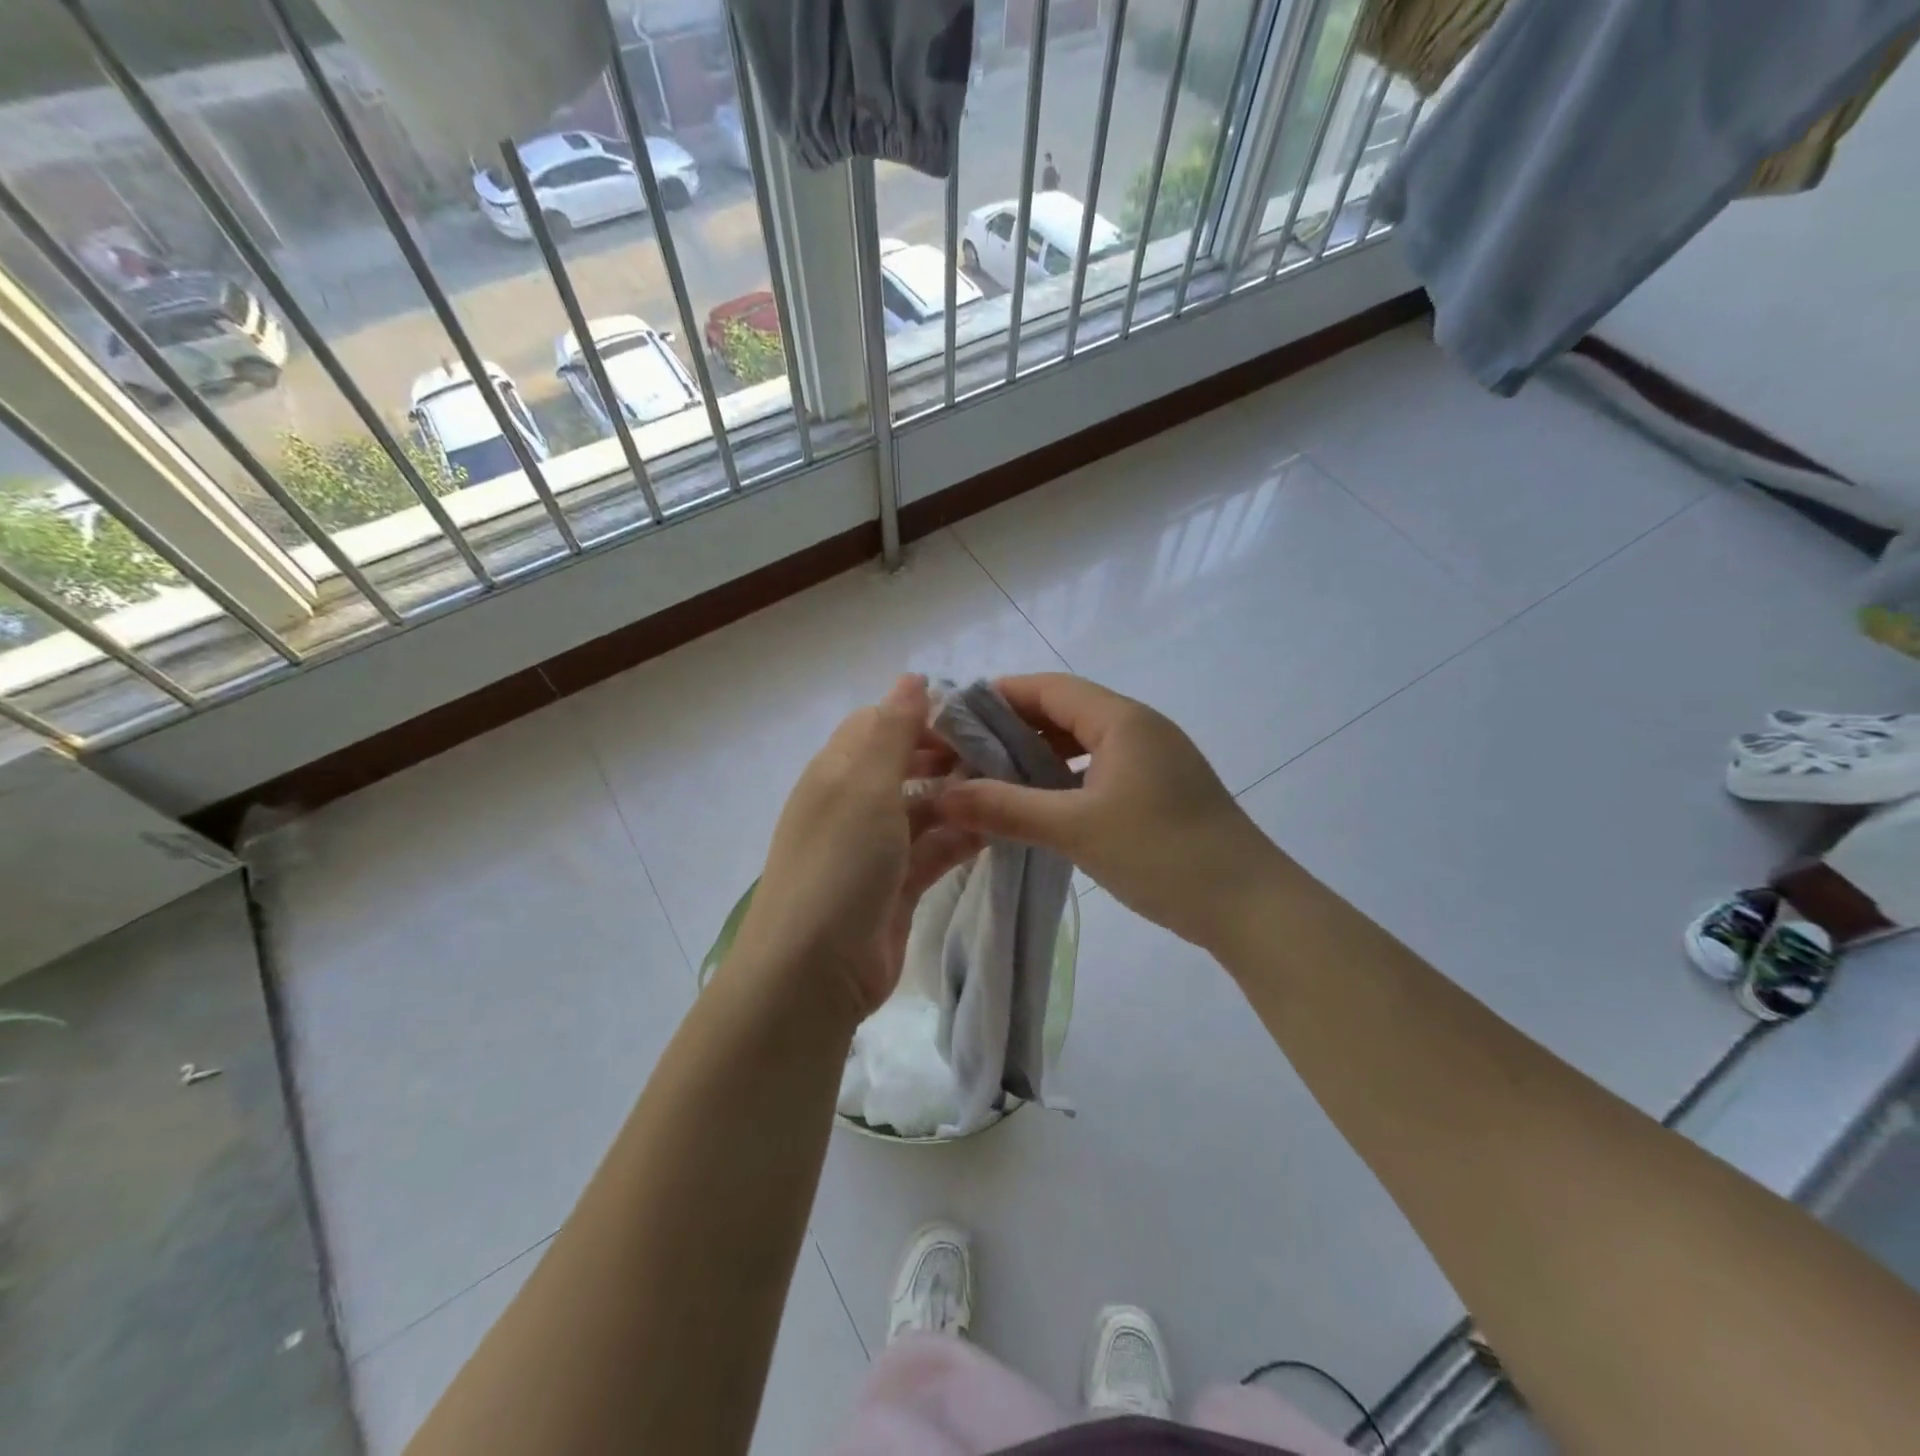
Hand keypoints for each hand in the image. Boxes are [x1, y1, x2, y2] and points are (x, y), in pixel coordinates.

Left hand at [730, 675, 979, 1018]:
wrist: (812, 973)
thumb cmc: (839, 865)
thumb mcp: (864, 786)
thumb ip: (892, 730)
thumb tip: (912, 677)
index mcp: (836, 773)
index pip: (879, 725)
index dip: (921, 715)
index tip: (974, 716)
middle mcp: (853, 806)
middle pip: (905, 766)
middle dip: (948, 757)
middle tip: (1002, 753)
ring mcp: (875, 850)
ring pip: (925, 810)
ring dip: (962, 799)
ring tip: (1013, 788)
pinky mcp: (897, 888)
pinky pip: (934, 851)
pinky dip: (962, 840)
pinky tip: (1000, 831)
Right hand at [931, 674, 1282, 948]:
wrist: (1249, 906)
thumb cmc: (1163, 854)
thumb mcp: (1076, 829)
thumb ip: (1006, 808)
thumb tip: (941, 796)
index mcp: (1122, 720)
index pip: (1049, 688)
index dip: (999, 695)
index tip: (954, 714)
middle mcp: (1139, 728)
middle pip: (1064, 711)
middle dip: (1013, 727)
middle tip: (964, 752)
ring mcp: (1153, 760)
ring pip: (1082, 742)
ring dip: (1038, 754)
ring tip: (992, 776)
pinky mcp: (1159, 790)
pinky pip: (1099, 769)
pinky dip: (1064, 778)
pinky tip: (1039, 803)